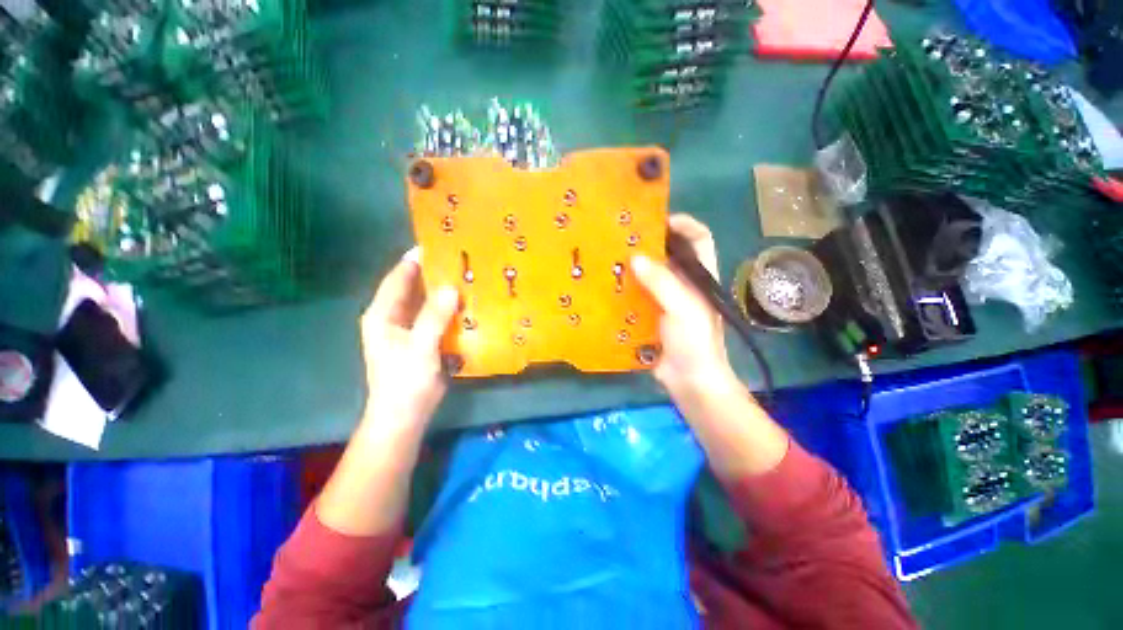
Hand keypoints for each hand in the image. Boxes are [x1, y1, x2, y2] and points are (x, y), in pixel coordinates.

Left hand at [359, 248, 458, 429]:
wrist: (405, 415)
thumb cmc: (405, 381)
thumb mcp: (420, 346)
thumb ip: (434, 316)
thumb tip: (452, 288)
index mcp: (383, 314)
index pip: (398, 278)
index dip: (415, 260)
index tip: (438, 244)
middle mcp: (393, 317)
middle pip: (413, 287)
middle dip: (434, 274)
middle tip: (460, 259)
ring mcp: (409, 329)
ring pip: (426, 302)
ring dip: (443, 291)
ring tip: (467, 277)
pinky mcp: (423, 340)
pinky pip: (436, 317)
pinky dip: (449, 309)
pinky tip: (467, 304)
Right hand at [632, 215, 787, 477]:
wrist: (688, 381)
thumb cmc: (695, 343)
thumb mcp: (683, 308)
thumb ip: (662, 282)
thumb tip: (634, 257)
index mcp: (699, 276)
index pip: (699, 238)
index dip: (682, 224)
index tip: (655, 221)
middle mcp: (682, 283)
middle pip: (667, 254)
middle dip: (646, 243)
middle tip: (621, 237)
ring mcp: (664, 299)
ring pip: (647, 274)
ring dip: (630, 266)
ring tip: (607, 257)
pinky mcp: (648, 314)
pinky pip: (634, 294)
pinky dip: (622, 288)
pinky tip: (604, 286)